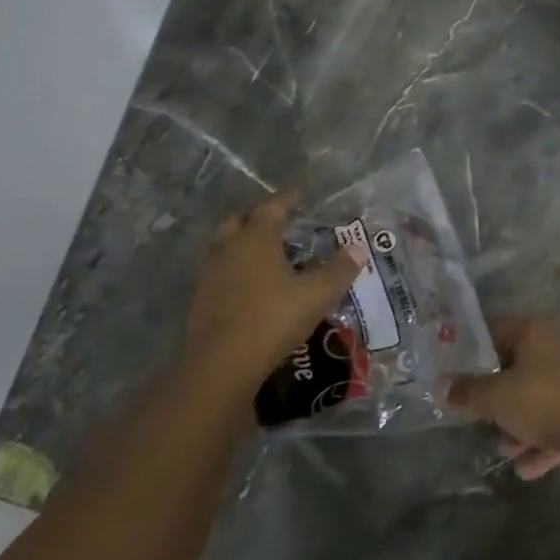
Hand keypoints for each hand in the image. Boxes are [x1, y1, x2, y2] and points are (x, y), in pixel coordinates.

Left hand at [182, 191, 360, 408]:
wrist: (221, 364)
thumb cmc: (272, 320)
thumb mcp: (316, 296)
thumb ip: (339, 270)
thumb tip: (359, 248)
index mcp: (257, 237)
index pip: (272, 206)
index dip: (287, 199)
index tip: (299, 194)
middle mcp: (229, 247)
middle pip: (241, 221)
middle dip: (259, 218)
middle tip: (280, 223)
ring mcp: (210, 273)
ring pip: (226, 246)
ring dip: (243, 244)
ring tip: (266, 255)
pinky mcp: (201, 298)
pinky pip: (220, 271)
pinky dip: (235, 269)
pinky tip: (249, 286)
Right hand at [447, 317, 559, 479]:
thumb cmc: (542, 400)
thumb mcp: (496, 398)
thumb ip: (468, 392)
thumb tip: (442, 387)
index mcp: (533, 331)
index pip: (494, 334)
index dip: (473, 358)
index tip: (458, 380)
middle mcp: (555, 346)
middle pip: (515, 370)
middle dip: (497, 400)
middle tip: (480, 419)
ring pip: (536, 398)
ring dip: (519, 425)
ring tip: (505, 450)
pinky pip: (556, 419)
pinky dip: (541, 440)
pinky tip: (527, 469)